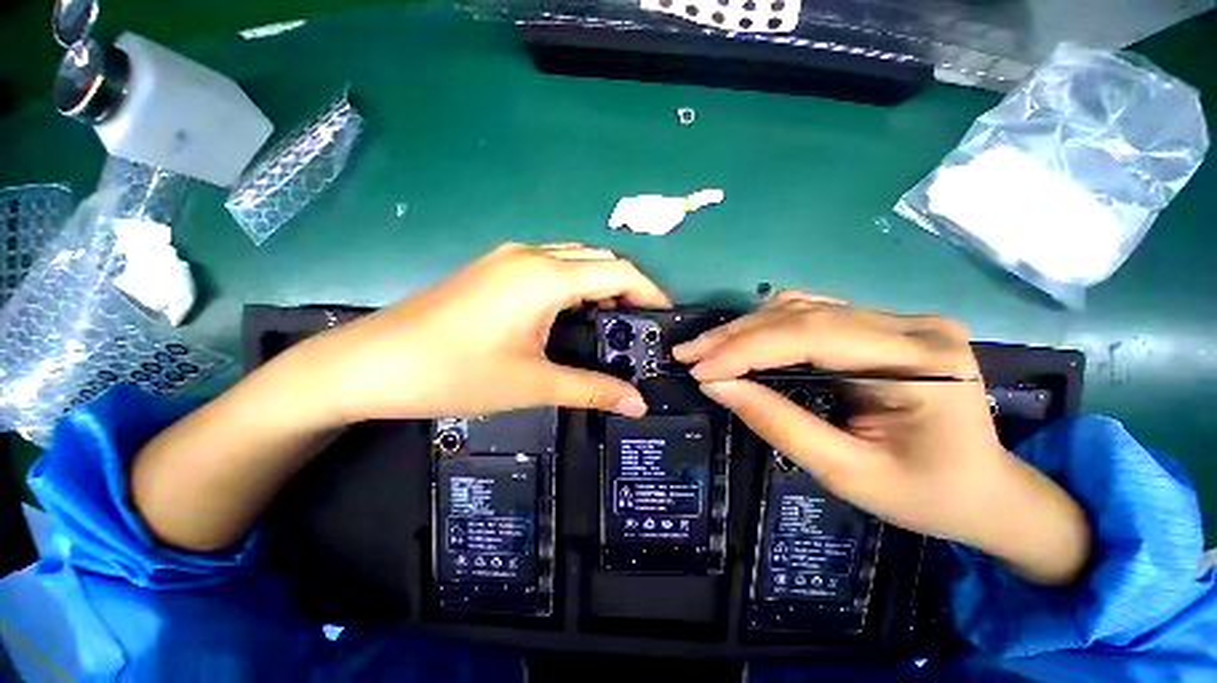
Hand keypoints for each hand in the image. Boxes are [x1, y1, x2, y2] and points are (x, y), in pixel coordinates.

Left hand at [301, 243, 670, 423]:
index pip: (618, 271)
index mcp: (546, 277)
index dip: (649, 291)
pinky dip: (571, 283)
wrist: (370, 364)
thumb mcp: (533, 384)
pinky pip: (548, 265)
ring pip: (573, 259)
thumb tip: (637, 405)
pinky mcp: (491, 267)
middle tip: (637, 325)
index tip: (663, 317)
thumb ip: (591, 389)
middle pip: (598, 259)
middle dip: (626, 287)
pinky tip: (567, 313)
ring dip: (598, 283)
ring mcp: (507, 257)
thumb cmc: (455, 373)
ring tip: (609, 321)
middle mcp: (531, 255)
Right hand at [673, 291, 1090, 584]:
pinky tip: (741, 344)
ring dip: (746, 329)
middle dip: (735, 336)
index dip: (744, 349)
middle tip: (688, 354)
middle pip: (802, 315)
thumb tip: (716, 386)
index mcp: (920, 361)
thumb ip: (778, 423)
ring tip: (707, 351)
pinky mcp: (880, 327)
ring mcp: (896, 320)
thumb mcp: (847, 473)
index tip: (698, 369)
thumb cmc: (926, 496)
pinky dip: (767, 329)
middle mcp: (910, 324)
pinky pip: (810, 316)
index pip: (811, 336)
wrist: (986, 492)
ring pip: (801, 308)